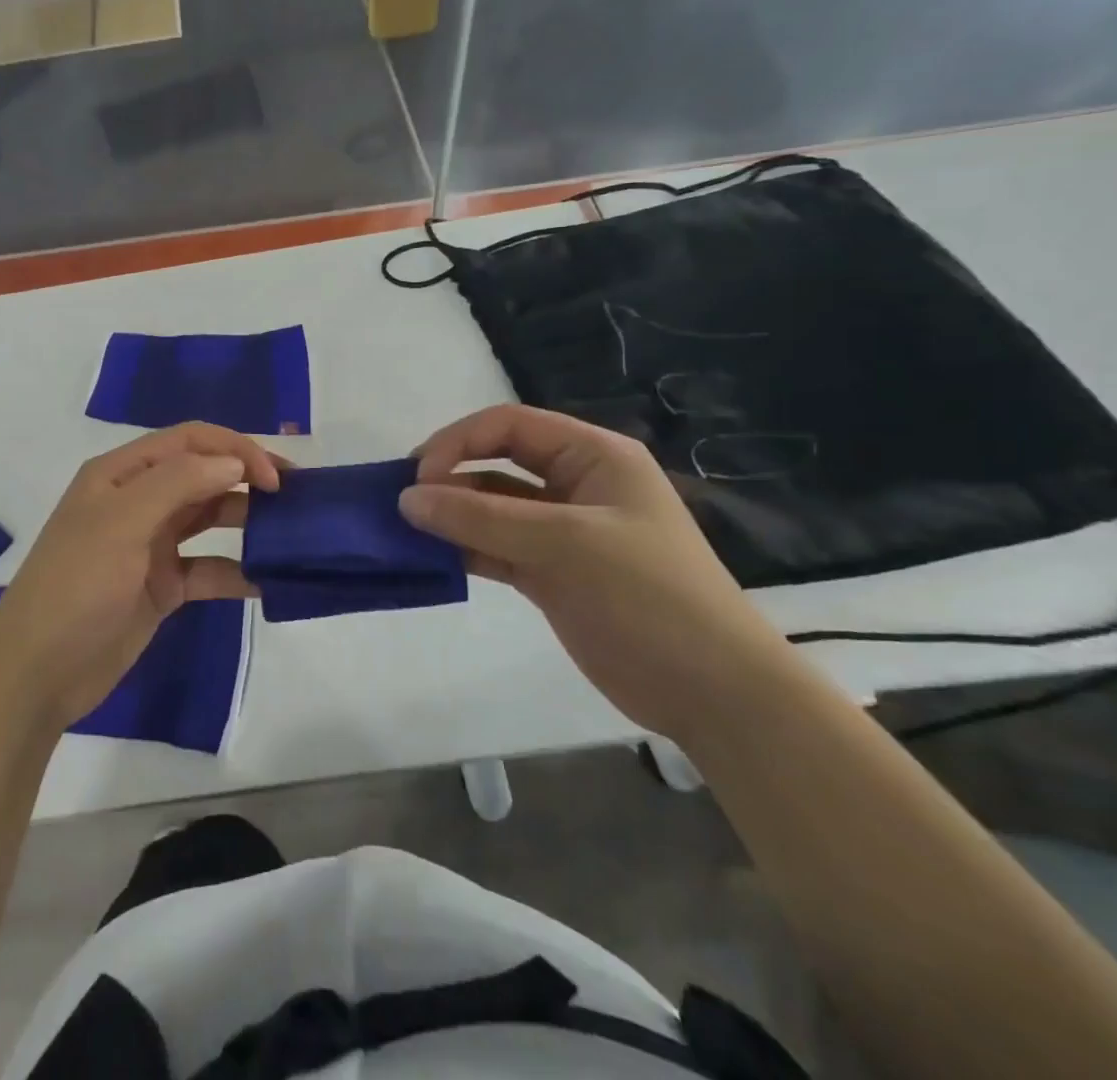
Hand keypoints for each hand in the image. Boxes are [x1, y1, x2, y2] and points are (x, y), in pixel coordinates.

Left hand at [0, 423, 279, 728]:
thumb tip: (233, 462)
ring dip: (246, 520)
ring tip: (289, 532)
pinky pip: (208, 569)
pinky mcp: (162, 586)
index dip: (234, 449)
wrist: (39, 670)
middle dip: (247, 478)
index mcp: (122, 474)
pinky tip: (265, 581)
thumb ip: (178, 483)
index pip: (189, 441)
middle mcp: (139, 501)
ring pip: (209, 519)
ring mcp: (151, 545)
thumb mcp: (122, 522)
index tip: (273, 477)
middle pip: (203, 475)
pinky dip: (236, 571)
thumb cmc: (77, 584)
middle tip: (295, 496)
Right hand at [400, 404, 801, 742]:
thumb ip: (481, 519)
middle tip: (403, 502)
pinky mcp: (551, 572)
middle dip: (449, 477)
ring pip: (492, 508)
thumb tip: (406, 498)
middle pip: (497, 462)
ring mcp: (563, 531)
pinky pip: (496, 547)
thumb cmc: (647, 596)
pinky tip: (431, 557)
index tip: (419, 474)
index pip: (510, 425)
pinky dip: (464, 549)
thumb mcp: (563, 545)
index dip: (459, 441)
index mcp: (593, 456)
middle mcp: (575, 484)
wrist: (713, 692)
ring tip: (406, 530)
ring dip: (451, 516)